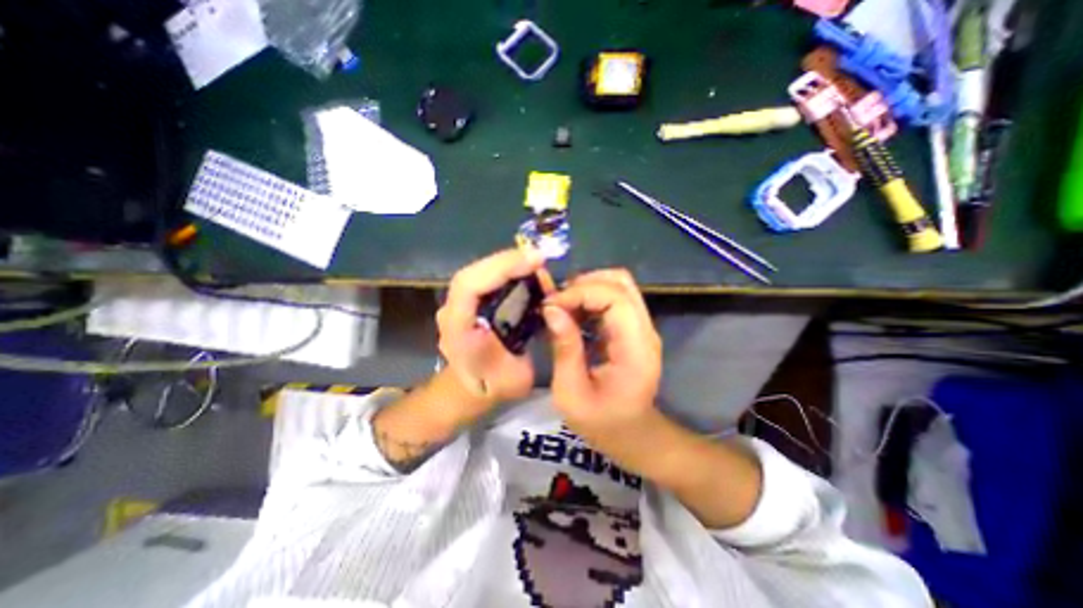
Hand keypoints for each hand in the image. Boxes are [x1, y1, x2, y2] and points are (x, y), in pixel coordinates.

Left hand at [435, 245, 545, 409]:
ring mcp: (457, 304)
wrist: (468, 390)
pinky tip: (524, 270)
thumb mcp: (515, 380)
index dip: (501, 268)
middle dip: (508, 260)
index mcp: (457, 331)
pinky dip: (505, 270)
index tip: (535, 261)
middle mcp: (451, 311)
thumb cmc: (492, 388)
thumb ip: (527, 348)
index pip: (469, 287)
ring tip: (536, 263)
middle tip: (540, 258)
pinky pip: (484, 278)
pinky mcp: (468, 301)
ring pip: (478, 272)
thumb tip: (542, 312)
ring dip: (507, 263)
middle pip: (473, 273)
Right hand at [541, 269, 659, 437]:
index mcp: (635, 349)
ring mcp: (642, 328)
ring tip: (562, 306)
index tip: (550, 306)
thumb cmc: (603, 424)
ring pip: (619, 286)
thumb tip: (550, 310)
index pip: (615, 298)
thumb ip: (564, 349)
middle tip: (555, 303)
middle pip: (621, 283)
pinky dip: (591, 298)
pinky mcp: (633, 329)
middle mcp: (645, 331)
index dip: (580, 293)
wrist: (634, 436)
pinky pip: (614, 299)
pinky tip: (573, 314)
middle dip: (583, 284)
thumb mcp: (572, 394)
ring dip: (587, 288)